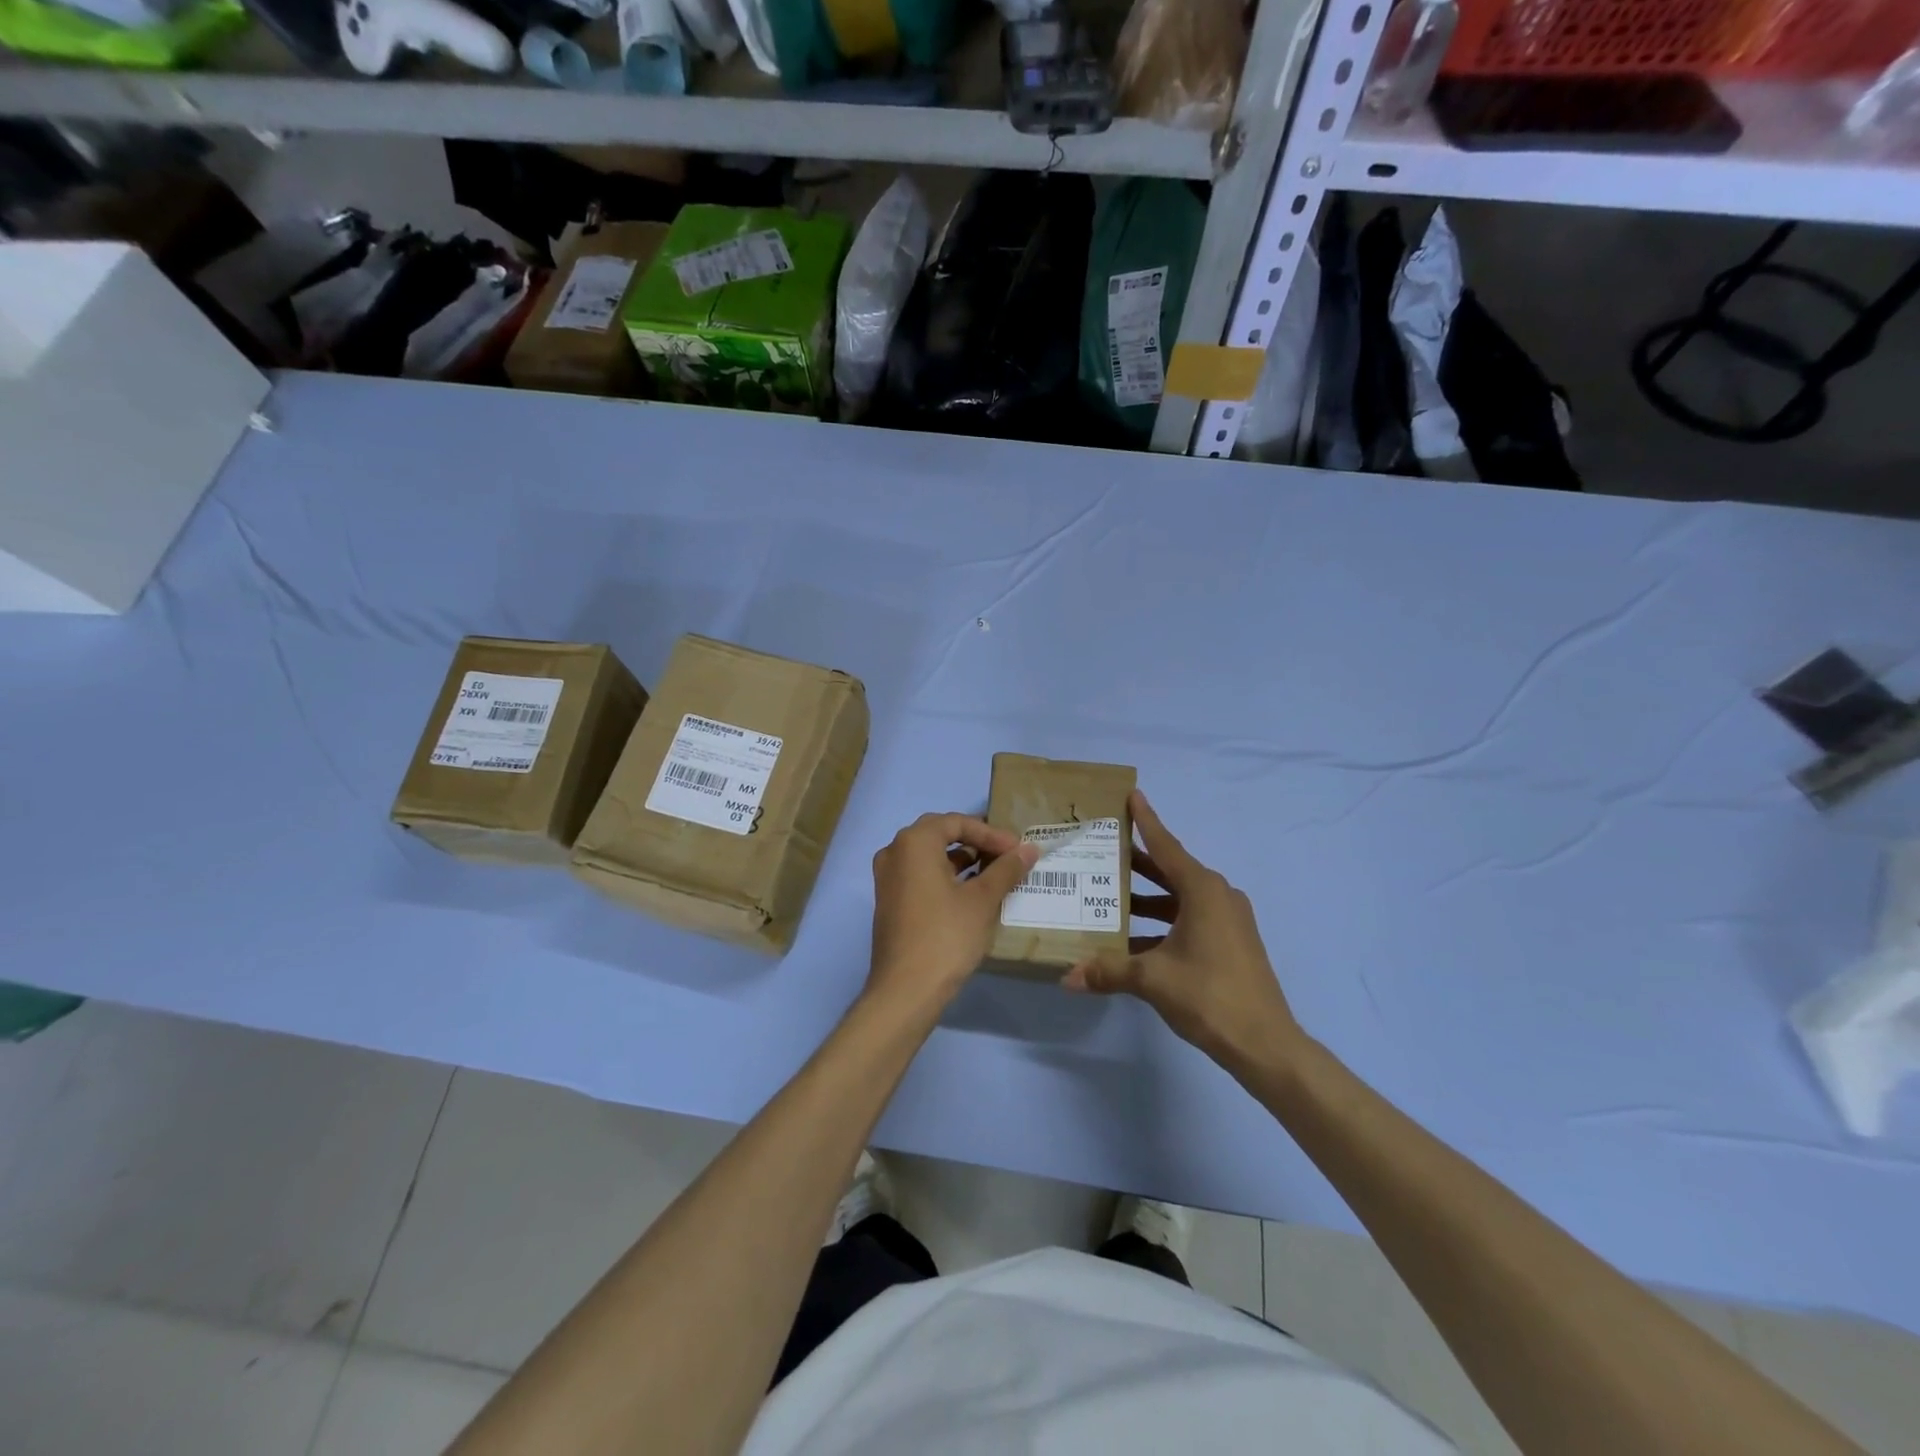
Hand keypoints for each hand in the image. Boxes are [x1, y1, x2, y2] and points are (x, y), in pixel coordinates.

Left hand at [866, 813, 1040, 1013]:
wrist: (906, 990)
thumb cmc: (946, 936)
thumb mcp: (982, 900)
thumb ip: (1006, 869)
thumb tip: (1029, 849)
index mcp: (914, 842)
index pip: (957, 822)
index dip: (991, 834)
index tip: (1017, 851)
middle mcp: (894, 852)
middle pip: (940, 834)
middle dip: (976, 842)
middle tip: (1006, 856)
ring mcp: (887, 878)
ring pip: (929, 856)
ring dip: (962, 860)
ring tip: (994, 874)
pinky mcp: (889, 901)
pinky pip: (920, 876)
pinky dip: (946, 877)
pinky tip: (970, 894)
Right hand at [1063, 789, 1301, 1074]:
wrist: (1265, 1044)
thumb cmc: (1209, 996)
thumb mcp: (1152, 979)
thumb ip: (1108, 971)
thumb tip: (1068, 976)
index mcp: (1203, 891)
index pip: (1166, 846)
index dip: (1146, 821)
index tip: (1132, 795)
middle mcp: (1218, 896)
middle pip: (1171, 870)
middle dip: (1138, 862)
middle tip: (1104, 849)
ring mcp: (1228, 921)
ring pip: (1179, 898)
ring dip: (1148, 898)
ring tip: (1110, 896)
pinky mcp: (1231, 943)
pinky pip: (1189, 919)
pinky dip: (1162, 923)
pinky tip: (1133, 940)